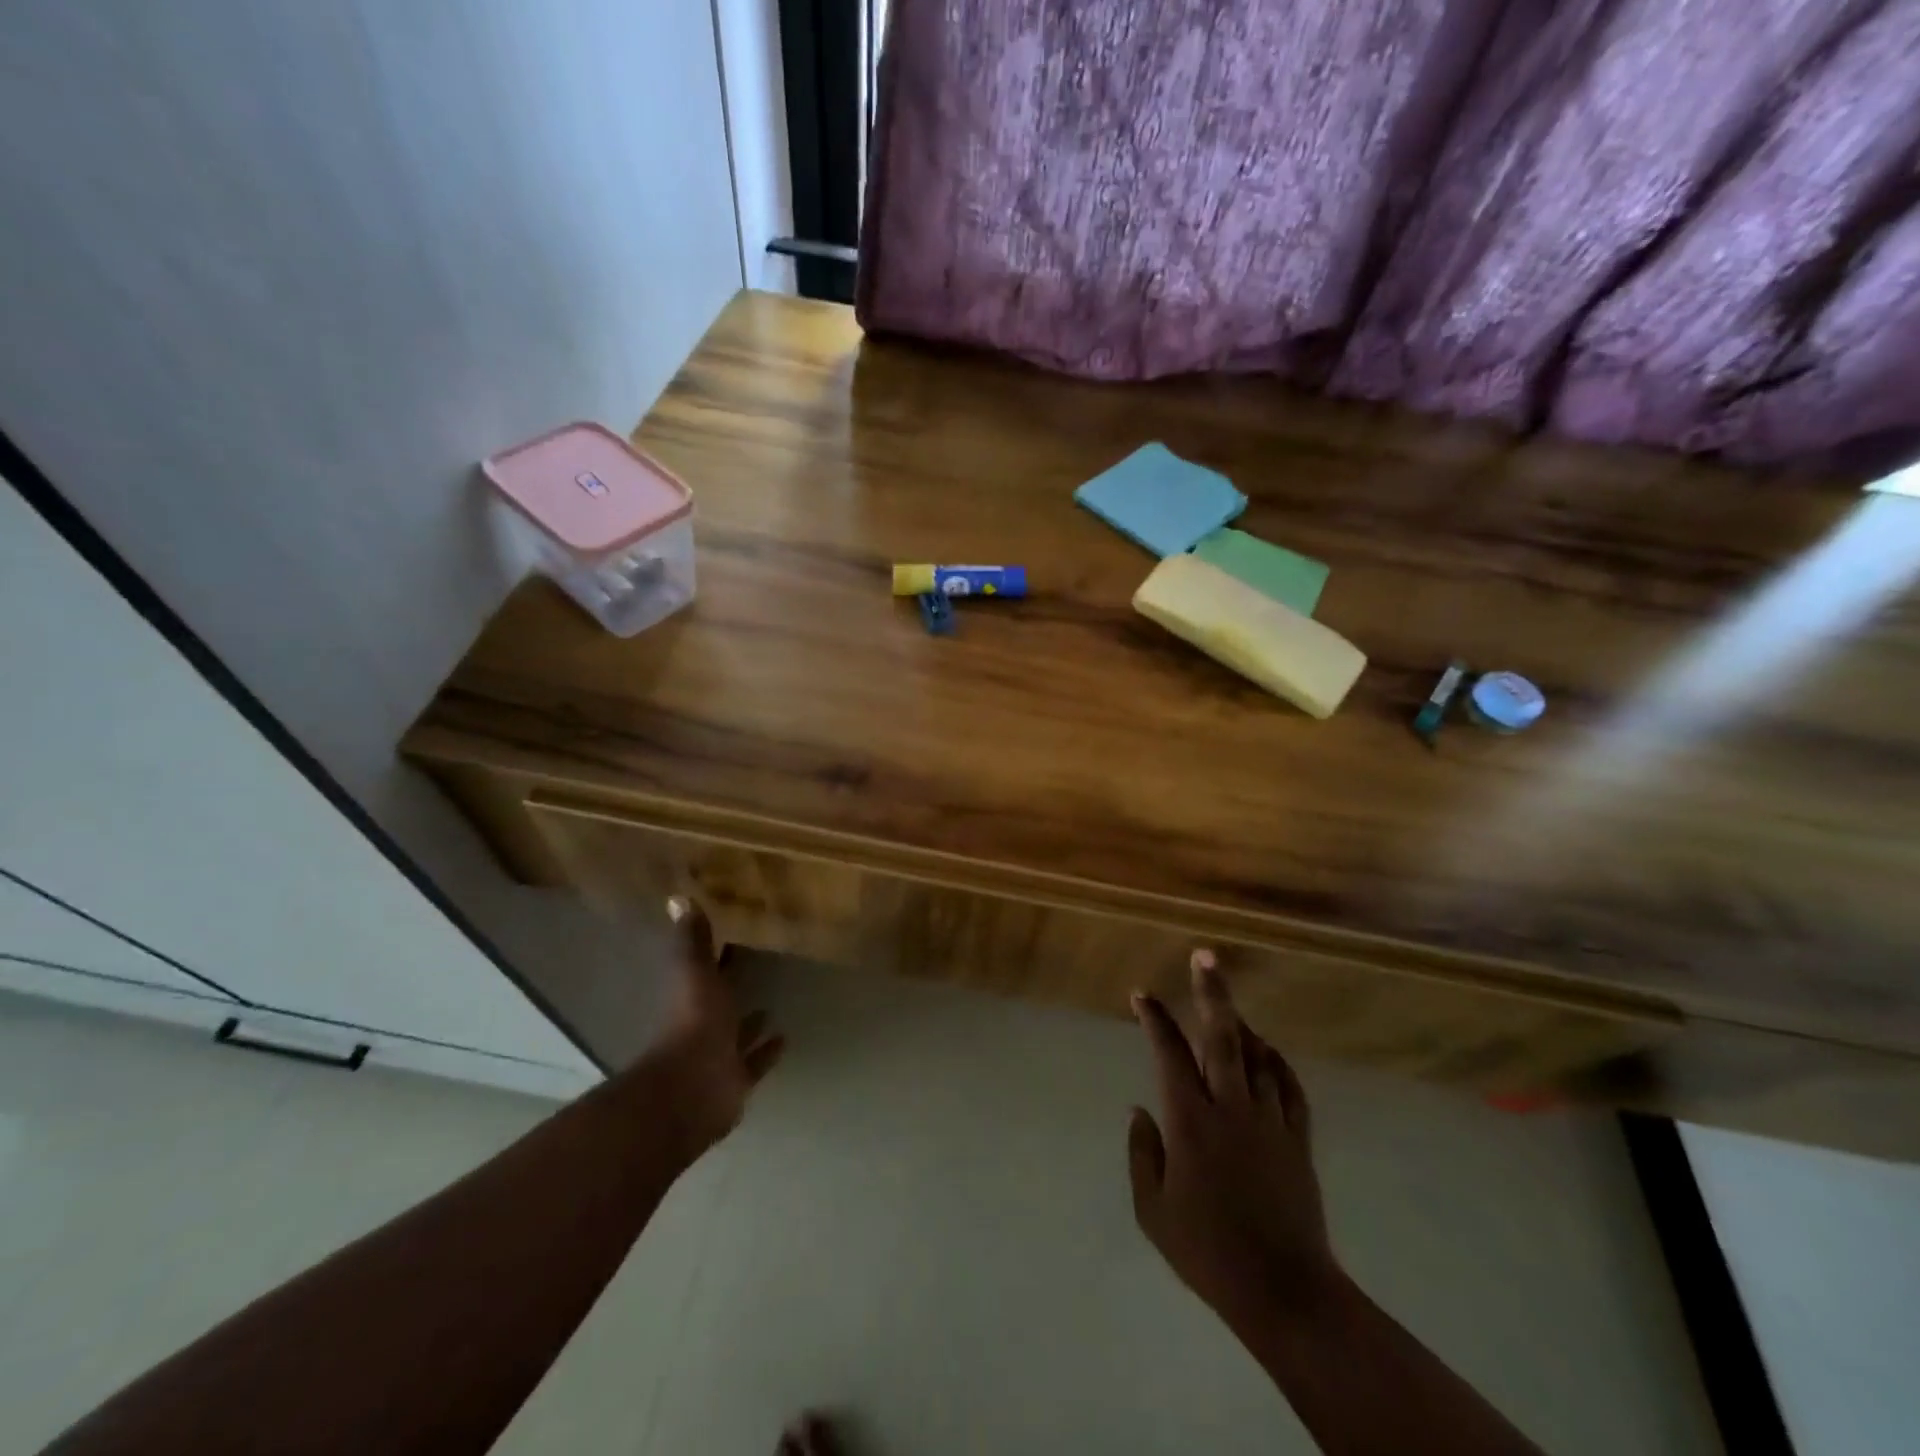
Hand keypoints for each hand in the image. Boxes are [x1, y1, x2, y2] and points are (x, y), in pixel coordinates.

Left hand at [650, 895, 784, 1158]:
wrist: (692, 1087)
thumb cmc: (694, 1023)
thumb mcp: (695, 973)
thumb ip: (692, 940)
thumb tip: (676, 896)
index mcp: (693, 997)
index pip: (706, 969)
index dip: (717, 955)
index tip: (734, 936)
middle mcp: (705, 1025)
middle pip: (721, 1003)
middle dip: (734, 989)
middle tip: (759, 970)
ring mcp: (720, 1054)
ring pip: (737, 1035)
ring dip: (750, 1024)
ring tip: (772, 1006)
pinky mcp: (737, 1079)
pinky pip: (755, 1063)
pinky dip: (767, 1052)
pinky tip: (784, 1038)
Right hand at [1128, 949, 1340, 1333]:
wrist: (1283, 1291)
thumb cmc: (1207, 1251)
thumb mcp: (1152, 1209)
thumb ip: (1142, 1152)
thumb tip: (1139, 1108)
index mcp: (1190, 1121)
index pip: (1169, 1053)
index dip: (1154, 1019)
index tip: (1141, 995)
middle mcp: (1231, 1108)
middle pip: (1223, 1036)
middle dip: (1211, 993)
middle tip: (1205, 957)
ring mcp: (1269, 1121)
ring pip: (1257, 1055)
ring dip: (1241, 1024)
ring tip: (1228, 1005)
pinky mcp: (1298, 1140)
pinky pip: (1289, 1087)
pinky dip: (1277, 1062)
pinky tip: (1269, 1051)